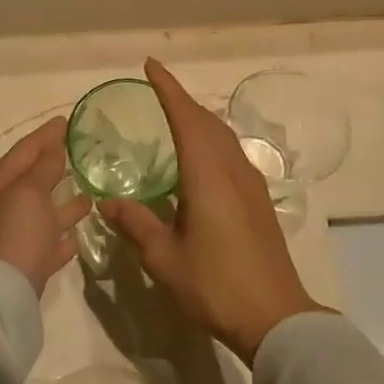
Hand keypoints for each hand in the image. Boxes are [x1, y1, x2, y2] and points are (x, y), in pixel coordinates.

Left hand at [0, 117, 92, 296]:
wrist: (0, 298)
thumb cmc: (14, 234)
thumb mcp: (29, 192)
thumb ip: (43, 167)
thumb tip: (53, 145)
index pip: (23, 151)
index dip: (45, 135)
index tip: (67, 120)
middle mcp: (0, 209)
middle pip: (31, 181)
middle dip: (54, 165)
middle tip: (80, 151)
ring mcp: (13, 239)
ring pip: (42, 214)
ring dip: (63, 202)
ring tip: (90, 191)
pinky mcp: (26, 266)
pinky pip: (47, 244)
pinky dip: (62, 237)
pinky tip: (79, 234)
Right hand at [101, 60, 332, 363]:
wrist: (275, 317)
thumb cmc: (215, 285)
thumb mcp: (164, 258)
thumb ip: (136, 224)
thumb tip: (108, 202)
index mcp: (208, 176)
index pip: (186, 118)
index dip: (168, 89)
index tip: (151, 65)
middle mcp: (233, 170)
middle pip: (208, 122)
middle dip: (182, 101)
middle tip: (157, 91)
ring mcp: (251, 185)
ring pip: (224, 137)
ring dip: (199, 120)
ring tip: (175, 118)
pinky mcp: (259, 202)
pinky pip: (232, 155)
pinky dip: (211, 142)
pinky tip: (200, 160)